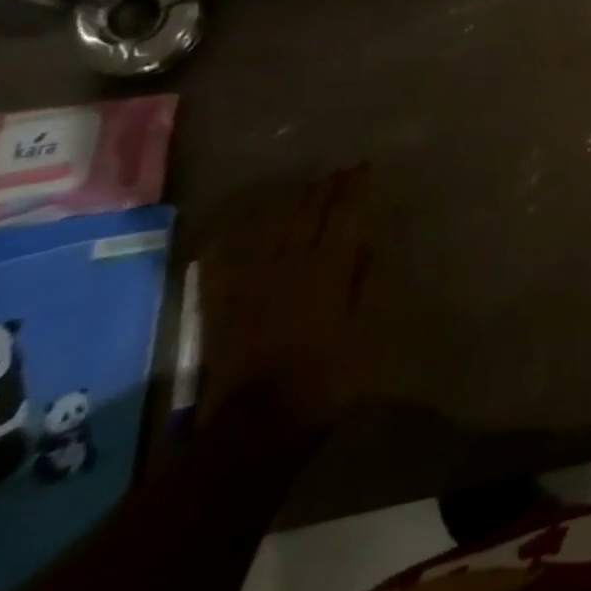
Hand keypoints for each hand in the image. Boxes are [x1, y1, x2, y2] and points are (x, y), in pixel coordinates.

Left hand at [199, 166, 373, 434]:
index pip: (344, 213)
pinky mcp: (225, 300)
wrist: (257, 422)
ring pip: (275, 227)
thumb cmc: (323, 376)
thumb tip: (364, 242)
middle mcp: (290, 262)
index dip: (355, 188)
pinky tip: (235, 229)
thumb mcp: (359, 327)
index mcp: (327, 266)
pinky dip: (233, 241)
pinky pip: (227, 260)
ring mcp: (253, 280)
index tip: (364, 167)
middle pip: (308, 213)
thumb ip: (360, 281)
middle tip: (338, 172)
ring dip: (293, 204)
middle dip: (325, 188)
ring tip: (306, 188)